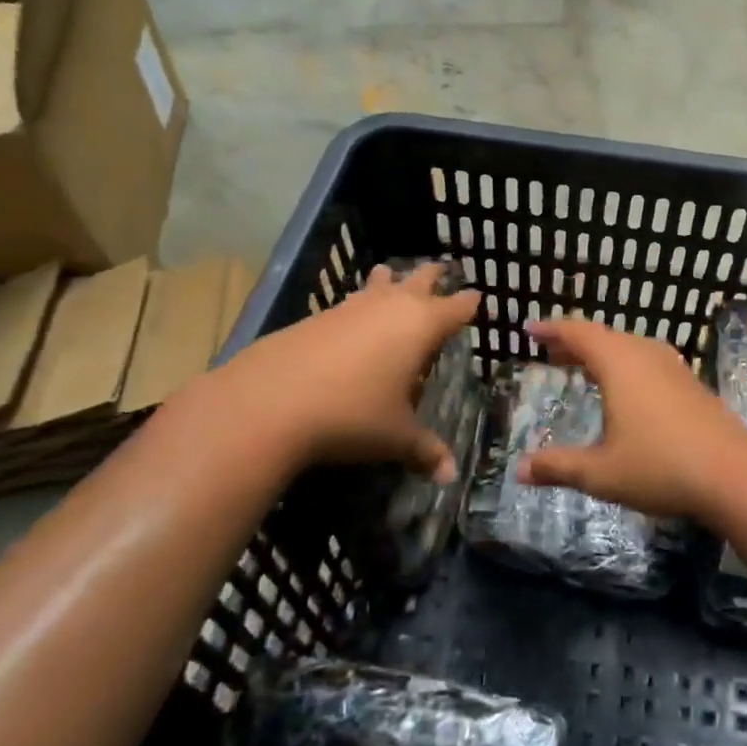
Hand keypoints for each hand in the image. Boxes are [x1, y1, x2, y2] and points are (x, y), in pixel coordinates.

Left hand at [216, 262, 479, 478]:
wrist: (269, 403)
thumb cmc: (352, 414)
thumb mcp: (395, 437)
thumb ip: (426, 451)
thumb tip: (451, 476)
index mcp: (420, 326)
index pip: (455, 308)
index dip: (468, 304)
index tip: (477, 297)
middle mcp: (389, 307)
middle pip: (418, 280)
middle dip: (431, 276)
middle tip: (440, 269)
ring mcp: (349, 308)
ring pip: (377, 284)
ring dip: (388, 281)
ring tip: (390, 276)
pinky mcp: (315, 317)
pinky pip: (348, 303)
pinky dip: (357, 304)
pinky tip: (350, 318)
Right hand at [515, 317, 746, 520]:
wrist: (734, 473)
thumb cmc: (661, 466)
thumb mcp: (601, 472)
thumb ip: (559, 467)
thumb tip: (519, 470)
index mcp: (620, 363)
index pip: (578, 333)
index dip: (551, 329)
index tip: (529, 330)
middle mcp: (646, 355)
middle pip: (604, 337)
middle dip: (574, 343)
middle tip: (550, 352)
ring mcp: (673, 367)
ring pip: (629, 348)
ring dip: (601, 354)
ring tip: (581, 368)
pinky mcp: (691, 384)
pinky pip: (647, 361)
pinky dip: (624, 366)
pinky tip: (625, 392)